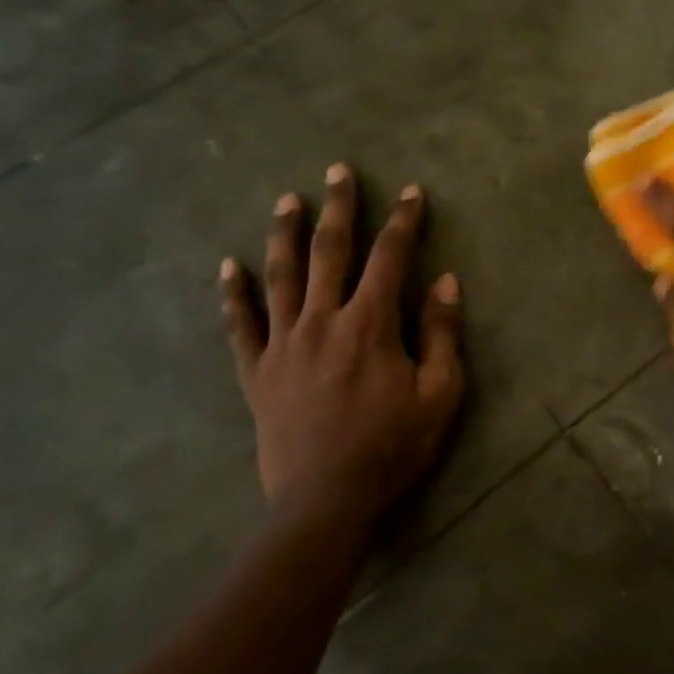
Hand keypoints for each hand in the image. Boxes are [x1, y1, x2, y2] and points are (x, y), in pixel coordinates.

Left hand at [221, 165, 464, 533]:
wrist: (325, 502)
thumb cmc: (392, 446)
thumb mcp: (440, 393)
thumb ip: (442, 333)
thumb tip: (446, 280)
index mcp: (370, 324)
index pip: (390, 257)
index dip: (403, 221)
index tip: (411, 192)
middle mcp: (322, 321)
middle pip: (330, 252)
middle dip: (339, 208)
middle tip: (339, 171)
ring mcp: (283, 344)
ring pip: (281, 276)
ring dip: (285, 234)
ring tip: (287, 200)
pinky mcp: (257, 372)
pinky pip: (240, 325)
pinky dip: (232, 294)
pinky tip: (227, 266)